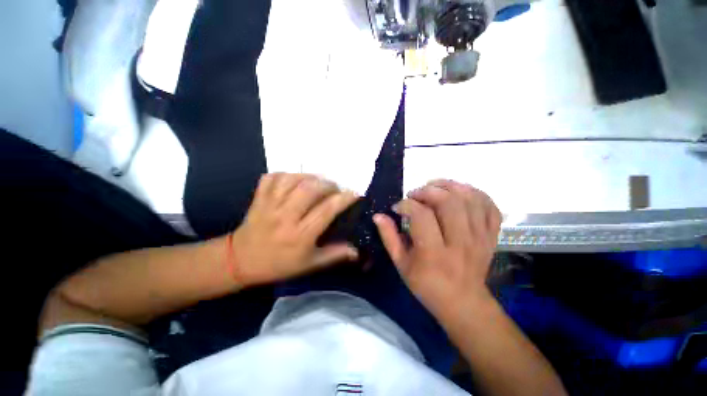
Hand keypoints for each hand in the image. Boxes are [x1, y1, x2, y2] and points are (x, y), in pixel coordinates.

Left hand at [229, 173, 358, 285]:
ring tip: (318, 182)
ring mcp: (270, 204)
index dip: (344, 199)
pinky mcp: (259, 198)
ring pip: (292, 179)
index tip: (354, 193)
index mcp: (300, 235)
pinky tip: (295, 179)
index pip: (327, 210)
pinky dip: (287, 174)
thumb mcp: (309, 264)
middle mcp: (286, 216)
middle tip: (335, 188)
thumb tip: (357, 251)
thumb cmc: (278, 264)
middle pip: (310, 189)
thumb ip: (334, 255)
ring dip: (310, 177)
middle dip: (328, 184)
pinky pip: (273, 177)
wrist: (240, 261)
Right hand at [373, 180, 501, 318]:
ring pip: (471, 199)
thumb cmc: (426, 284)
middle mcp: (460, 243)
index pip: (421, 215)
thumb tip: (378, 215)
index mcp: (434, 253)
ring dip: (450, 186)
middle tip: (416, 194)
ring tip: (435, 187)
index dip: (406, 204)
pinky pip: (490, 207)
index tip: (397, 207)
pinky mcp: (491, 236)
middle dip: (428, 190)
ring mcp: (480, 238)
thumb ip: (389, 237)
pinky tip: (460, 193)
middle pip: (449, 202)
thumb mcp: (401, 264)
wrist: (463, 302)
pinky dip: (476, 194)